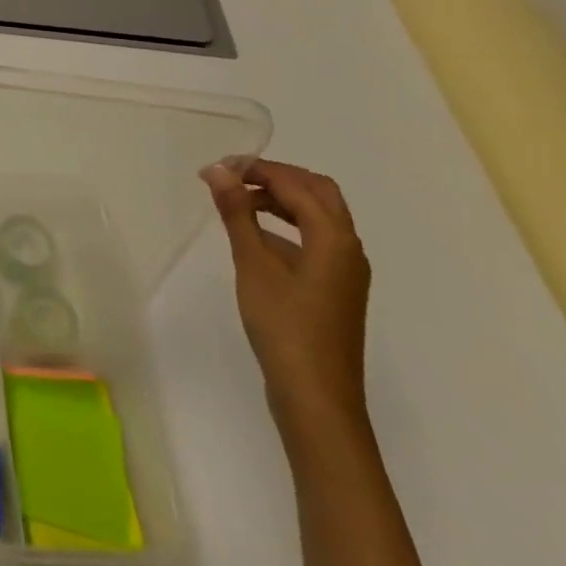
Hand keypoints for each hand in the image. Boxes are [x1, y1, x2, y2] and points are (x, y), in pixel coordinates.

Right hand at [202, 158, 370, 430]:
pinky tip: (257, 236)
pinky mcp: (336, 288)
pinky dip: (288, 224)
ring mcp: (346, 271)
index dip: (256, 168)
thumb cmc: (284, 326)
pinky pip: (316, 238)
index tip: (217, 168)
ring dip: (282, 199)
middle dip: (276, 177)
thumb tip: (218, 170)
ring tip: (238, 201)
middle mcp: (348, 248)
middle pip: (317, 192)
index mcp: (334, 237)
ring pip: (319, 215)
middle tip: (234, 177)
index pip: (295, 184)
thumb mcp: (253, 264)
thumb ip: (237, 213)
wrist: (316, 397)